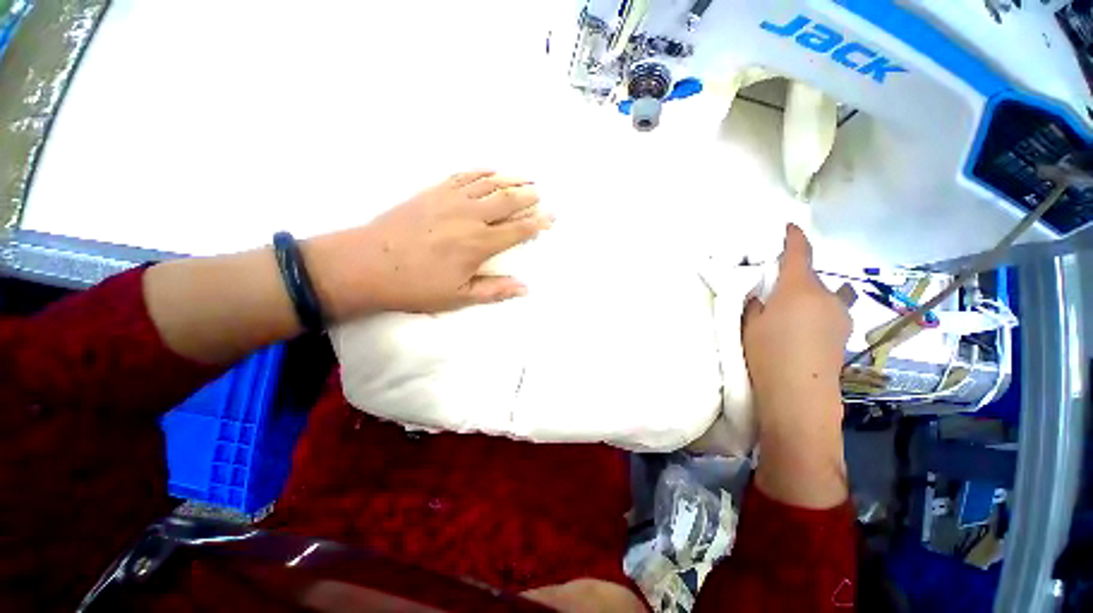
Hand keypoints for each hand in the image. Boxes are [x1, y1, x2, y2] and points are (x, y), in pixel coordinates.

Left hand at [305, 171, 552, 317]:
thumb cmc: (416, 285)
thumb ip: (494, 291)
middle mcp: (470, 217)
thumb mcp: (458, 297)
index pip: (518, 230)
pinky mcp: (433, 191)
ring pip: (489, 183)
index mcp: (479, 244)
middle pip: (507, 200)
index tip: (551, 218)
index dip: (537, 223)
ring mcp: (451, 200)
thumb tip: (525, 288)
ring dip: (510, 179)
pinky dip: (482, 172)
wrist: (367, 264)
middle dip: (528, 196)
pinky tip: (491, 171)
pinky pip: (464, 176)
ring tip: (525, 176)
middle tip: (540, 193)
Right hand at [742, 224, 852, 507]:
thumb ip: (755, 302)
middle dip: (796, 275)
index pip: (799, 252)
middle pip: (813, 275)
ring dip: (811, 294)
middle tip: (775, 286)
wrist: (799, 395)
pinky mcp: (843, 333)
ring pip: (826, 294)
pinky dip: (817, 310)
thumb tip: (761, 294)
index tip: (789, 227)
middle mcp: (826, 296)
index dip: (793, 237)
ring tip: (792, 309)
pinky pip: (830, 310)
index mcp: (799, 288)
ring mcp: (840, 315)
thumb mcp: (750, 322)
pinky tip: (803, 328)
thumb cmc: (767, 353)